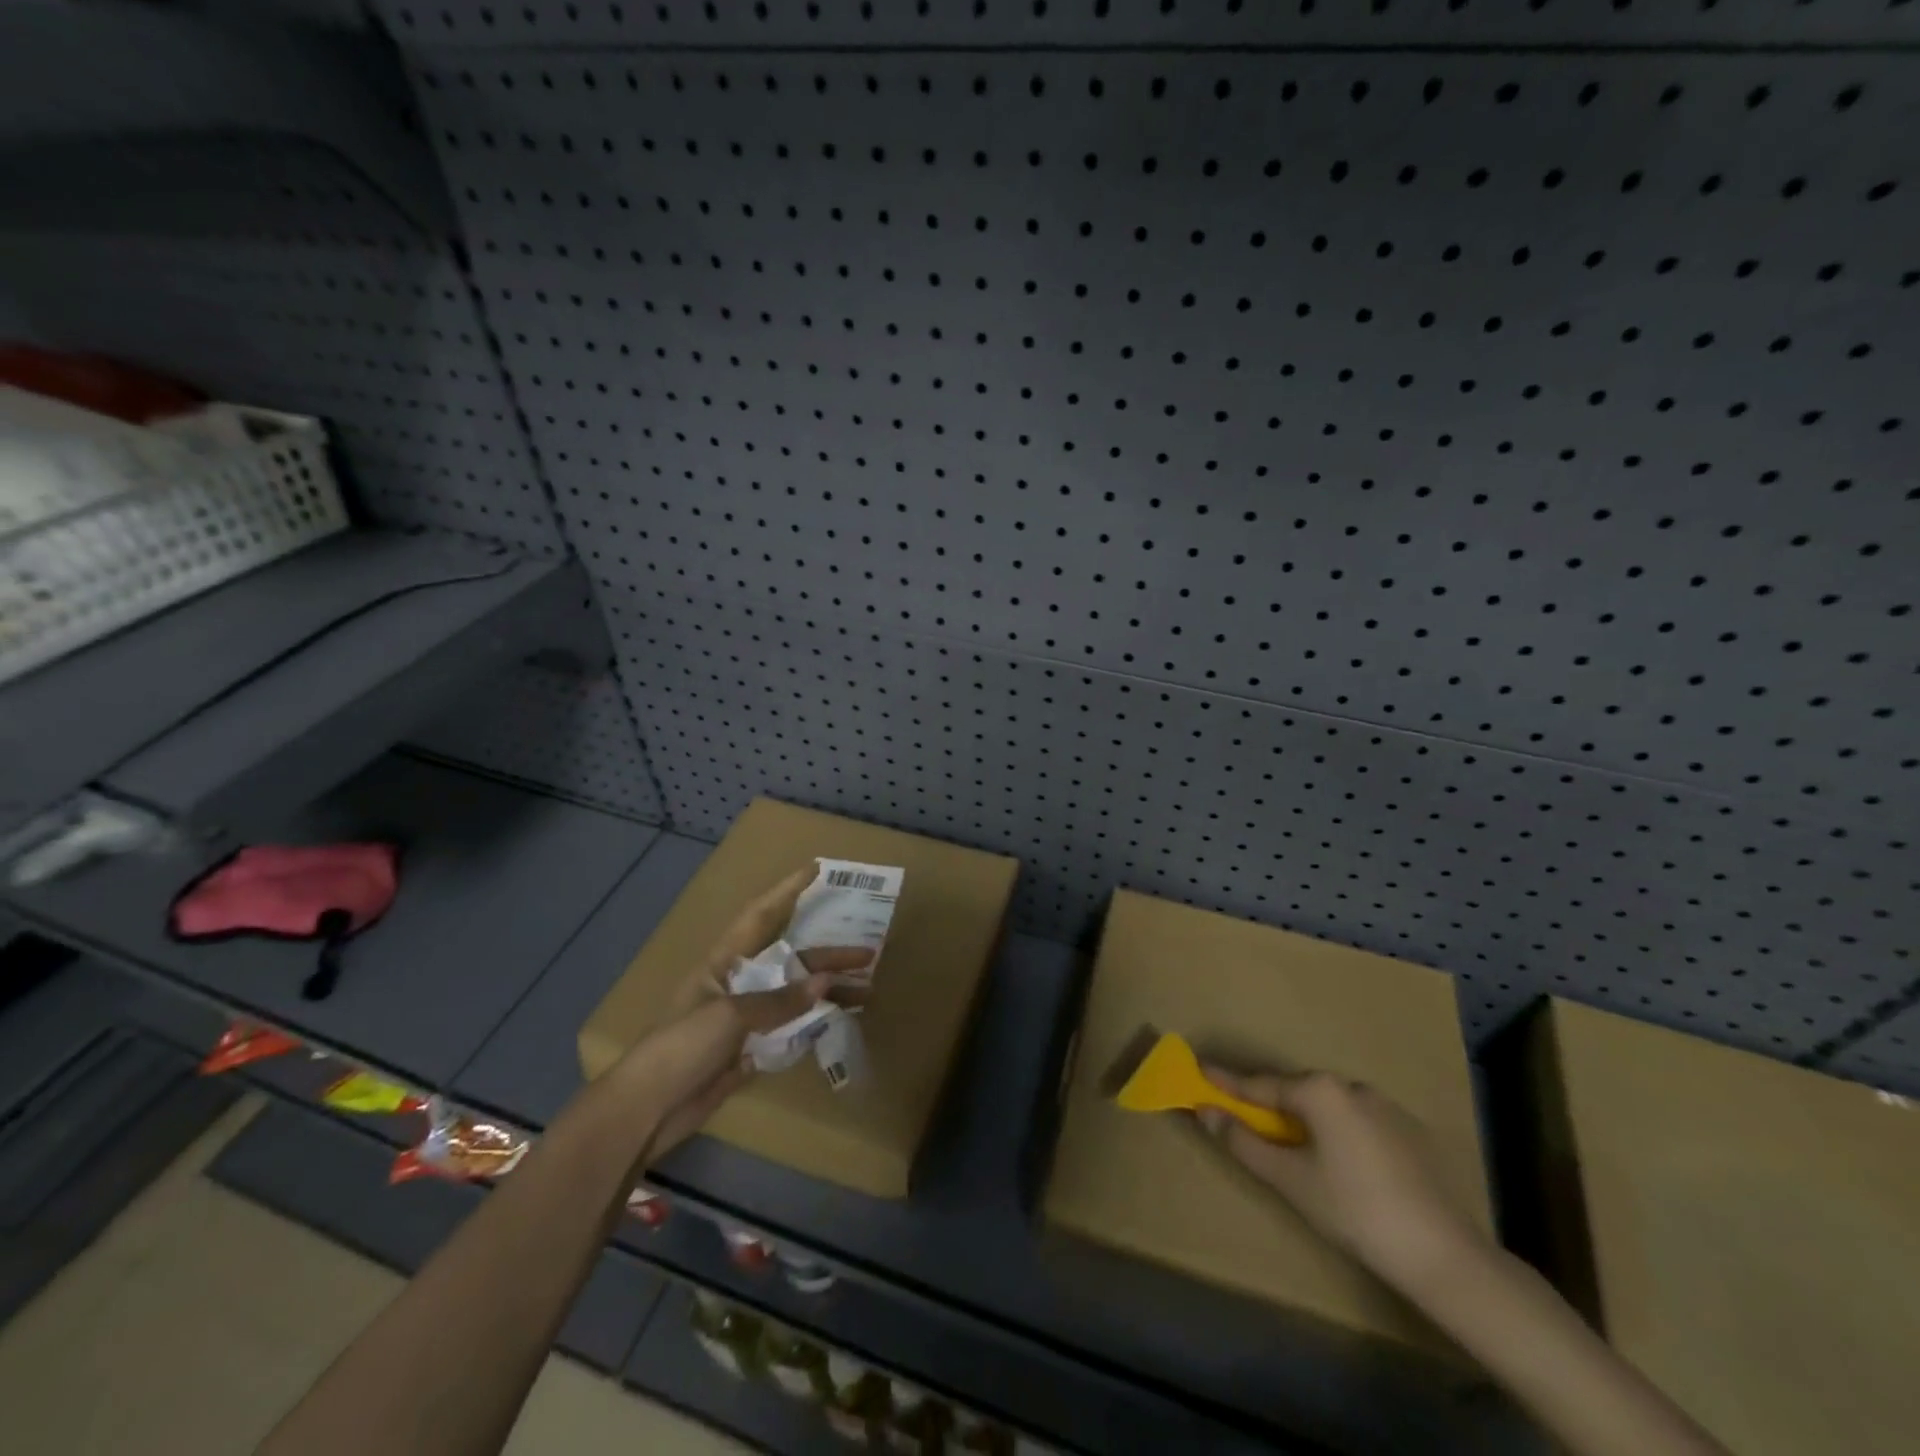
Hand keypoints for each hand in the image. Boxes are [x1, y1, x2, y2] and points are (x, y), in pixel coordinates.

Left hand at [615, 868, 871, 1163]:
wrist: (647, 1109)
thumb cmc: (682, 1046)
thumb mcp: (729, 1015)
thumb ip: (780, 1000)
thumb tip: (826, 983)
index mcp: (725, 962)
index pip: (761, 915)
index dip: (787, 890)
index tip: (816, 869)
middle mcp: (739, 983)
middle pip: (791, 960)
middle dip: (829, 955)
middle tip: (869, 952)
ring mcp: (746, 1018)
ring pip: (796, 995)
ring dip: (829, 992)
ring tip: (867, 991)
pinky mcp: (751, 1050)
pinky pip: (791, 1029)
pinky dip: (815, 1023)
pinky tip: (841, 1020)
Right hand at [1198, 1067, 1491, 1291]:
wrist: (1444, 1254)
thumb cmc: (1353, 1210)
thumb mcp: (1289, 1179)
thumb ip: (1243, 1141)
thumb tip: (1206, 1111)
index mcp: (1320, 1090)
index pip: (1259, 1084)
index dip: (1226, 1083)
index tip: (1198, 1072)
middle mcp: (1351, 1085)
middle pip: (1295, 1092)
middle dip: (1267, 1104)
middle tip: (1243, 1120)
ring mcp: (1385, 1106)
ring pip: (1328, 1107)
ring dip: (1304, 1120)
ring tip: (1293, 1149)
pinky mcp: (1410, 1131)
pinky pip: (1356, 1122)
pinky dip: (1337, 1133)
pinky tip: (1341, 1166)